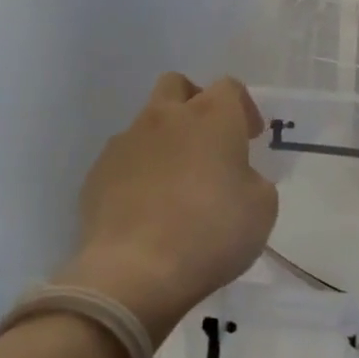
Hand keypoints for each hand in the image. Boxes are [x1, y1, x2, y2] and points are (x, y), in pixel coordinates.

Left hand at [58, 74, 277, 345]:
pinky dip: (138, 172)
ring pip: (146, 123)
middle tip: (207, 141)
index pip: (229, 87)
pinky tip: (146, 208)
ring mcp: (125, 142)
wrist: (134, 272)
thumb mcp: (261, 208)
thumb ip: (252, 179)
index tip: (249, 137)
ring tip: (174, 184)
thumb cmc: (211, 233)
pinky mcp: (97, 173)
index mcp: (211, 116)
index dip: (243, 108)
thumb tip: (236, 176)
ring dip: (164, 141)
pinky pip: (123, 159)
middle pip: (177, 85)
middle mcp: (165, 117)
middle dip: (194, 103)